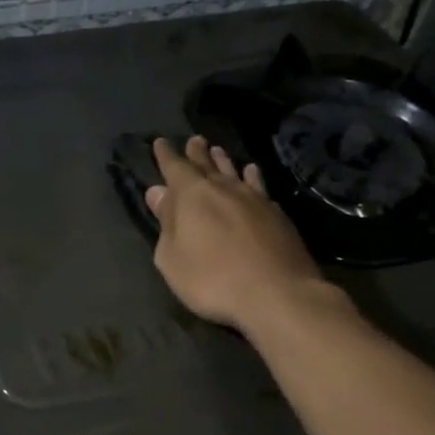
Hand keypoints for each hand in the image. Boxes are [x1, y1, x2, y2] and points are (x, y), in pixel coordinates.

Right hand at [144, 135, 327, 333]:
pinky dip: (252, 176)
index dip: (166, 155)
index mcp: (192, 196)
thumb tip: (158, 192)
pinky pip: (259, 185)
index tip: (160, 142)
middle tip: (193, 140)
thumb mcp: (172, 258)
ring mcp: (254, 199)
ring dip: (223, 161)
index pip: (175, 168)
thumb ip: (165, 223)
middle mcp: (223, 189)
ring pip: (234, 172)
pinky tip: (252, 172)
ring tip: (218, 150)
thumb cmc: (212, 279)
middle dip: (196, 153)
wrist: (277, 294)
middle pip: (206, 165)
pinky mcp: (276, 214)